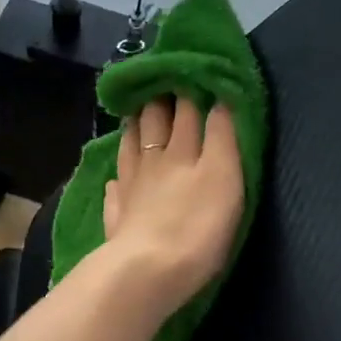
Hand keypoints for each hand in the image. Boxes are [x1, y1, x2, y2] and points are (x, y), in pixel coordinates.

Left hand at [101, 96, 243, 318]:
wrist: (149, 271)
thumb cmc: (198, 226)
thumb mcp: (225, 176)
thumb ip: (223, 137)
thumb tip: (221, 99)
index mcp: (184, 151)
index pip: (188, 112)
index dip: (191, 89)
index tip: (193, 70)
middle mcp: (155, 163)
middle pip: (155, 124)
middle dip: (160, 100)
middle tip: (160, 83)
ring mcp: (131, 190)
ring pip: (131, 150)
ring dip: (134, 129)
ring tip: (135, 116)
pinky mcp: (118, 218)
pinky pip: (115, 192)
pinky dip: (116, 181)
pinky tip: (114, 181)